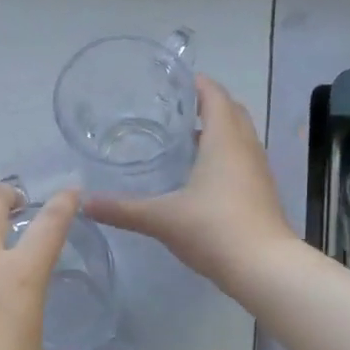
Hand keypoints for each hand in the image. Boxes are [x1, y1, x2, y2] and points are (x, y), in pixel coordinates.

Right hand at [84, 75, 295, 286]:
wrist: (264, 268)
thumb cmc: (214, 229)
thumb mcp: (161, 218)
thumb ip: (122, 208)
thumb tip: (84, 202)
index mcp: (224, 139)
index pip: (214, 95)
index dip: (196, 84)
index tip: (172, 81)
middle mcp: (246, 147)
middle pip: (230, 111)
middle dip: (206, 104)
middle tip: (173, 109)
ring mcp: (258, 170)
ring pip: (239, 136)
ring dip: (216, 131)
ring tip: (182, 139)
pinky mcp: (262, 192)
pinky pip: (242, 159)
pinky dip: (224, 154)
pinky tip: (200, 175)